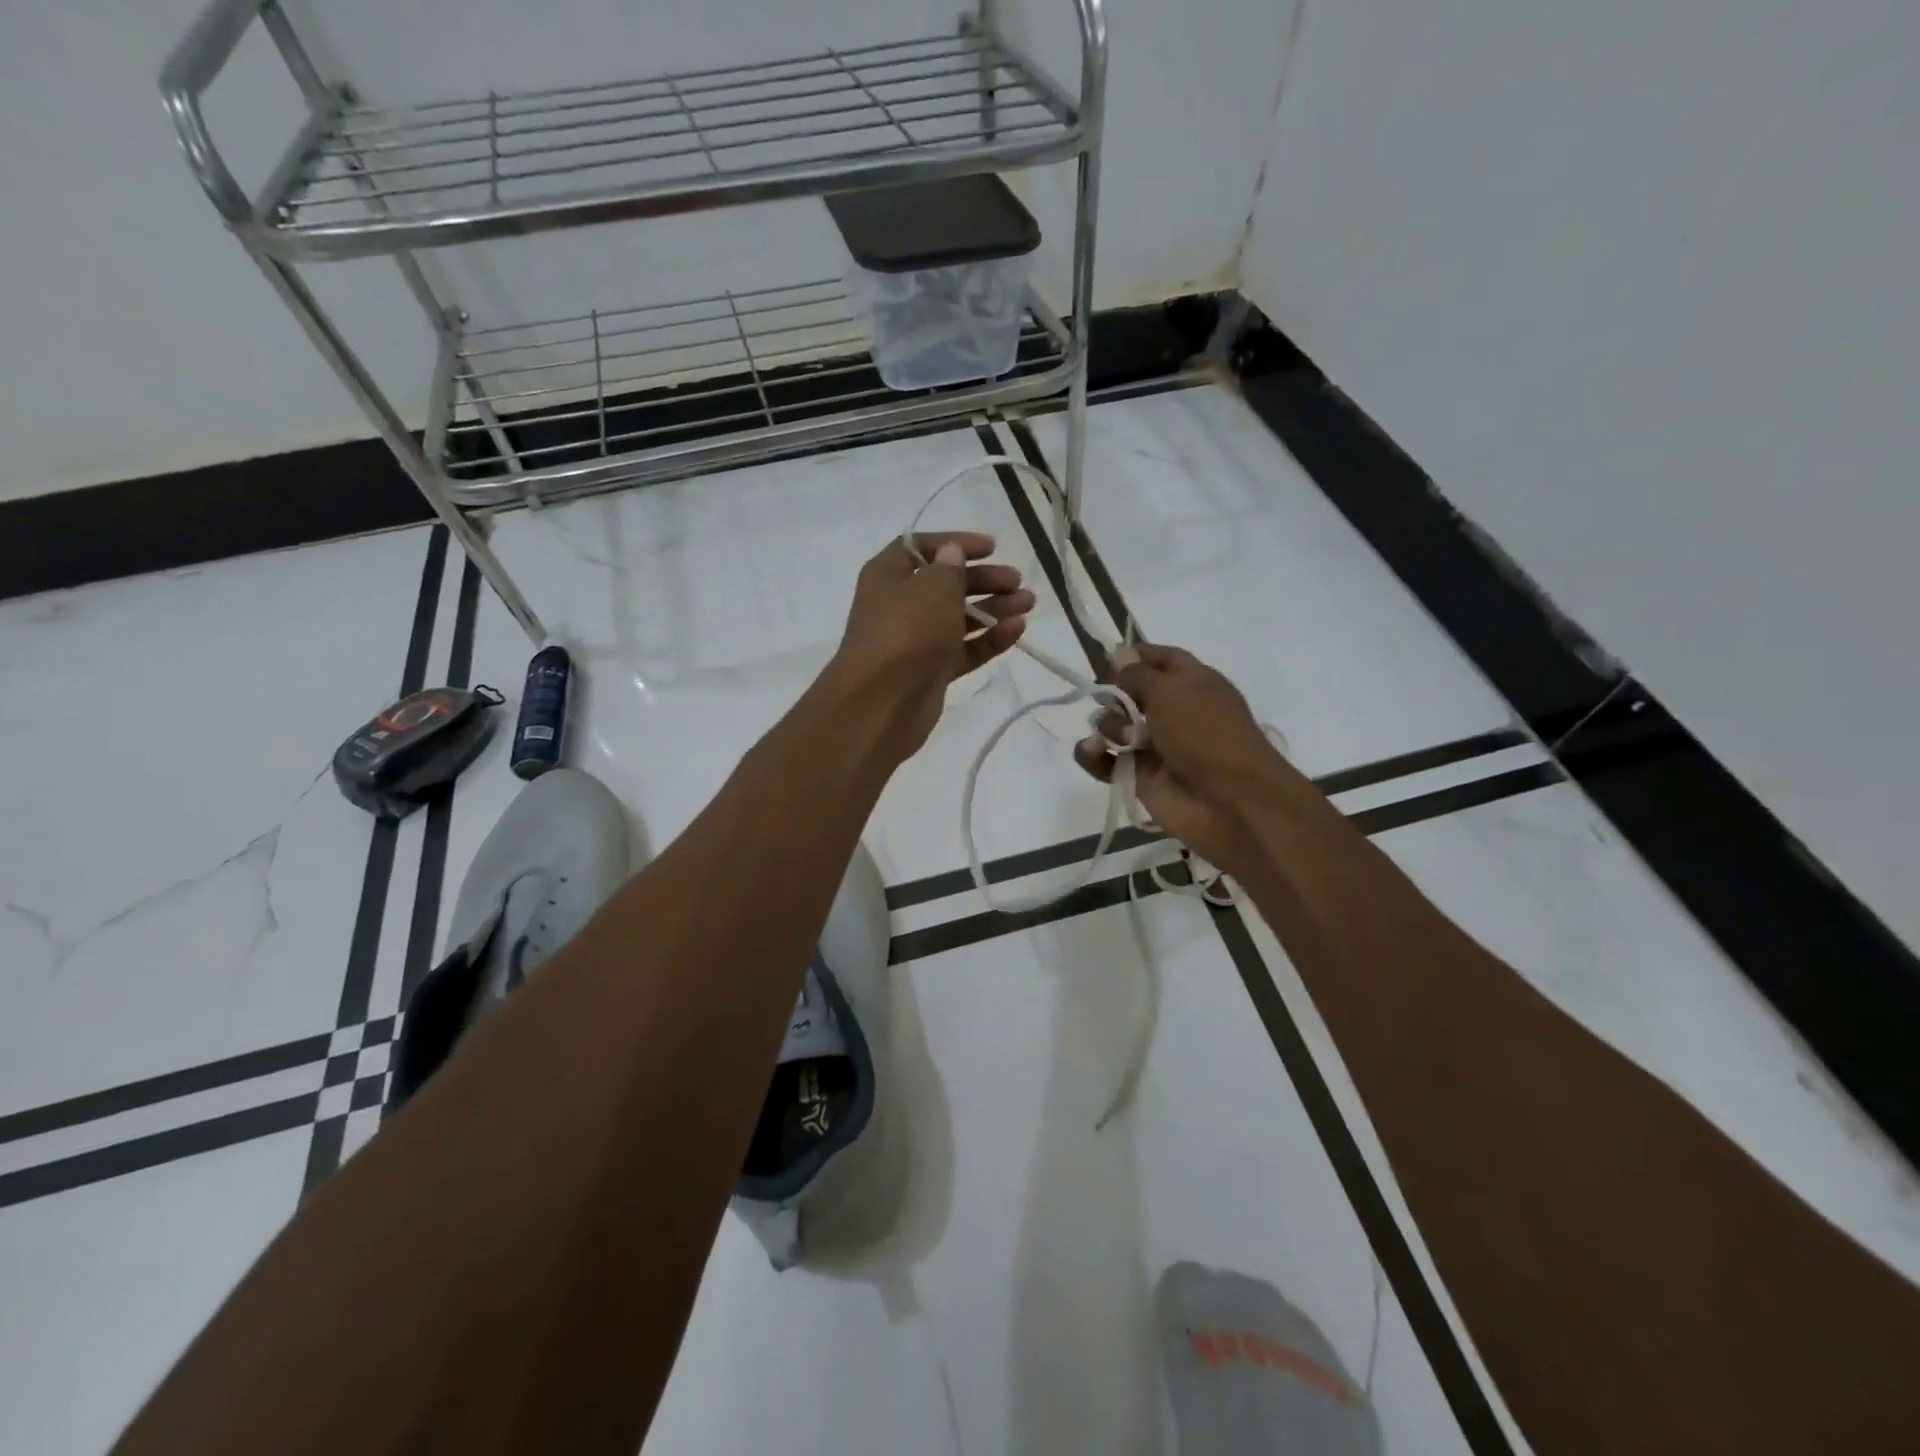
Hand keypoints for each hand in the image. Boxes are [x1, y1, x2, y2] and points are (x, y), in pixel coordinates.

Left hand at [826, 532, 1033, 763]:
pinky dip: (989, 639)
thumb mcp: (933, 588)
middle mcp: (901, 604)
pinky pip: (964, 648)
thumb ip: (949, 568)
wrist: (882, 702)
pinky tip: (1017, 629)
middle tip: (1016, 581)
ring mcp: (917, 640)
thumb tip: (951, 553)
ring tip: (1028, 603)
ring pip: (959, 618)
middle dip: (983, 579)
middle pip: (946, 584)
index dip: (956, 544)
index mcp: (889, 575)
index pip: (922, 547)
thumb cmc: (906, 631)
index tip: (992, 547)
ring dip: (993, 608)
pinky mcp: (932, 670)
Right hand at [1073, 643, 1305, 871]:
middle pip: (1131, 693)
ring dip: (1107, 726)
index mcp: (1193, 683)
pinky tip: (1091, 750)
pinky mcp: (1139, 777)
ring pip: (1115, 727)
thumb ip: (1137, 674)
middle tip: (1108, 699)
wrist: (1230, 802)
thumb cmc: (1205, 734)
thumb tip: (1119, 653)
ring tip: (1121, 738)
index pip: (1162, 659)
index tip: (1106, 657)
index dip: (1136, 656)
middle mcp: (1174, 712)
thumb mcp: (1171, 691)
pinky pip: (1106, 761)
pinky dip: (1093, 755)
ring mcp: (1156, 747)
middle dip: (1113, 694)